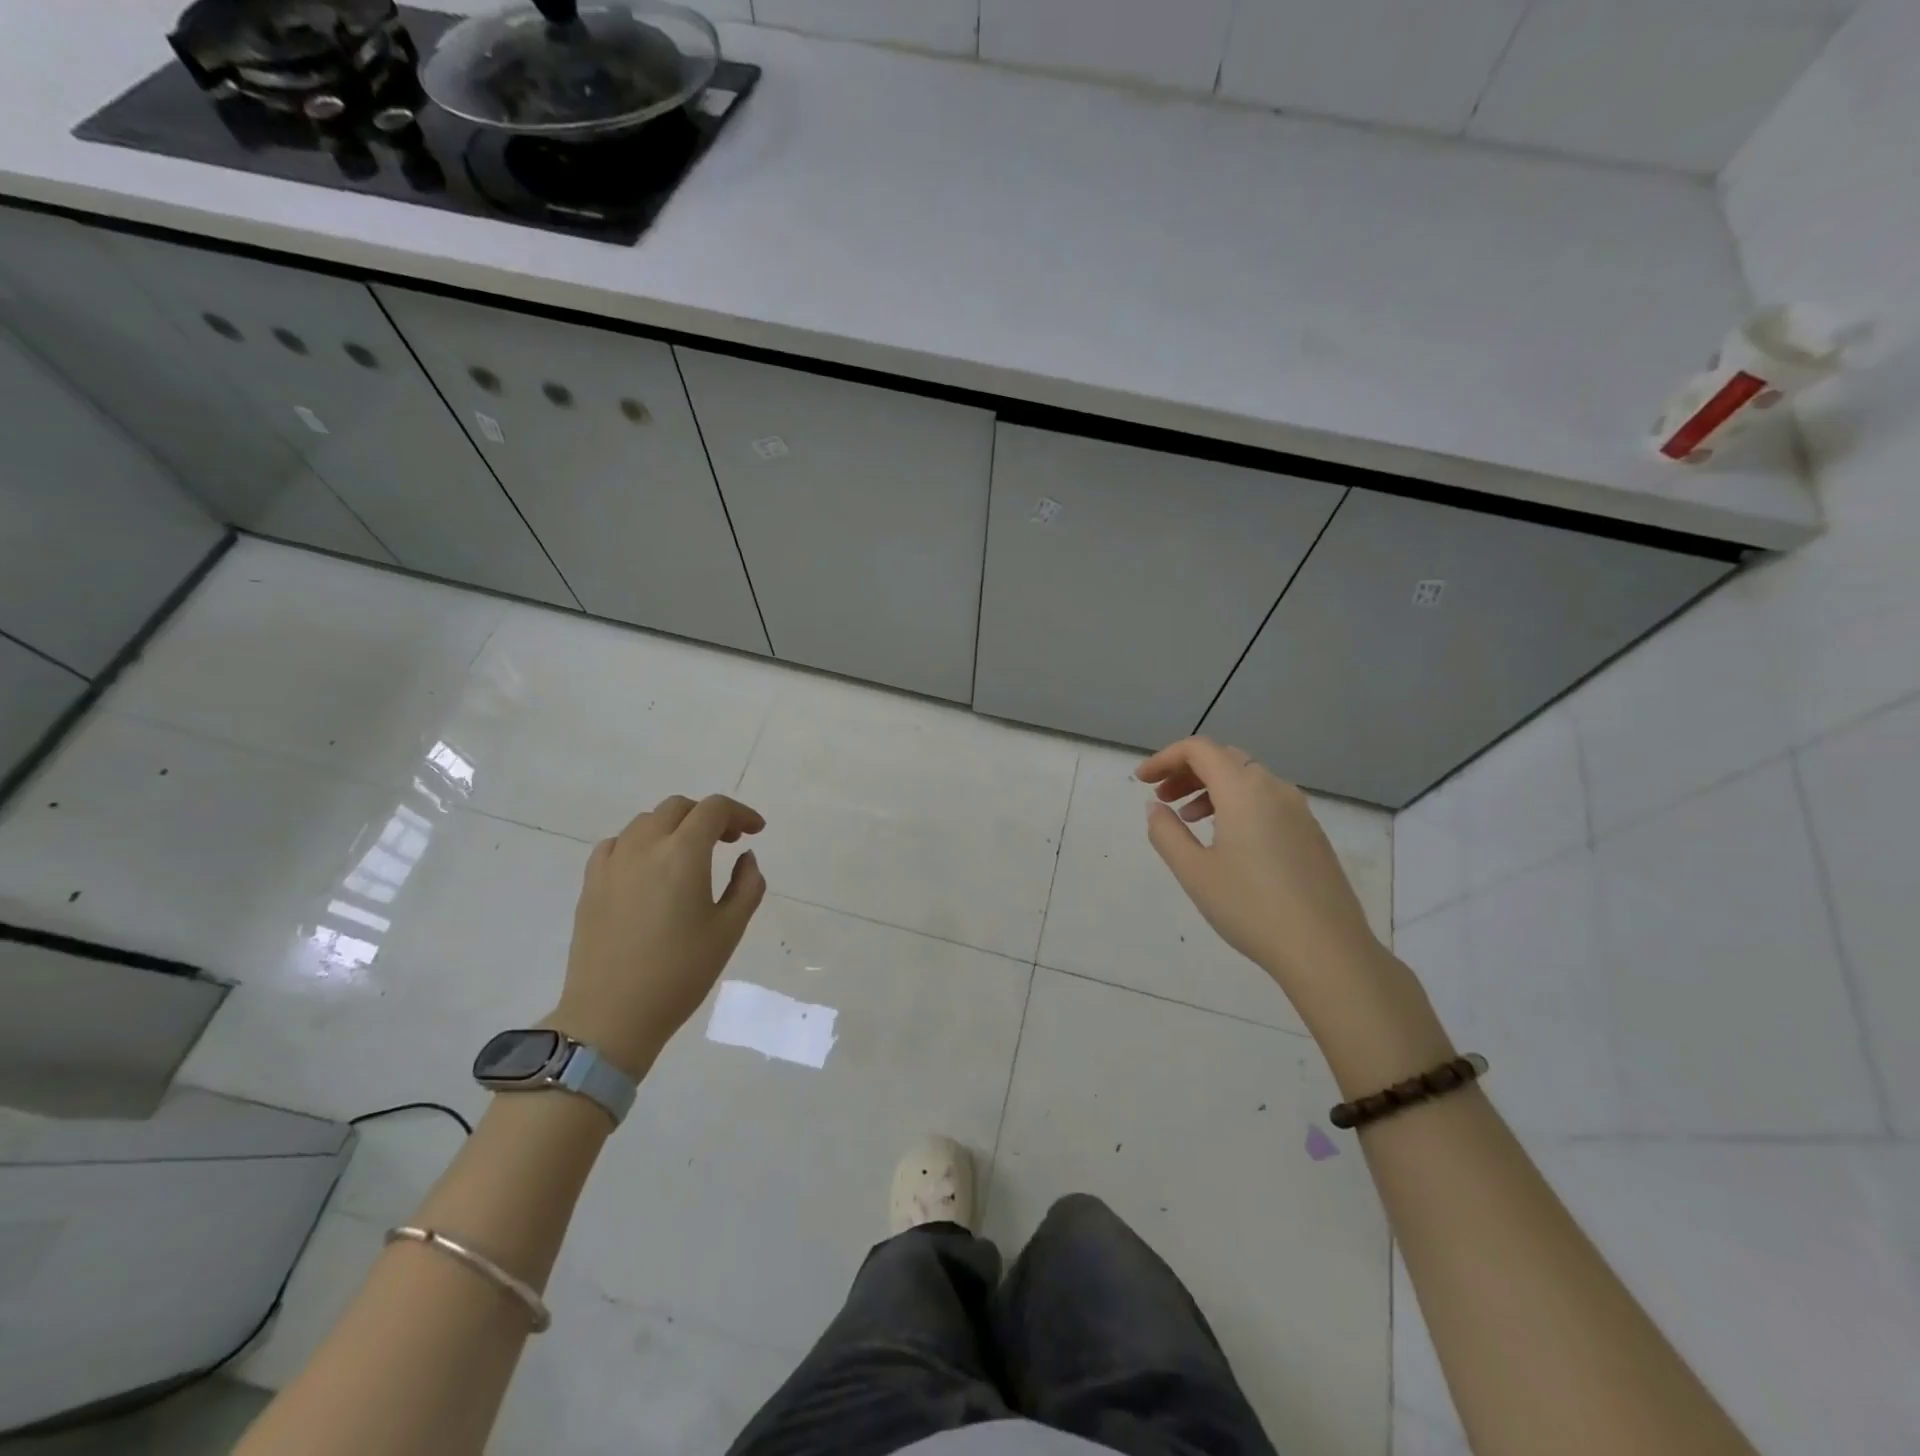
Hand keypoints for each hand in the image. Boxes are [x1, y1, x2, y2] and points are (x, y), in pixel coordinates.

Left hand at [546, 794, 766, 1077]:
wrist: (611, 1015)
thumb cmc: (680, 973)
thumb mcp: (729, 930)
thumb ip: (747, 885)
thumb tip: (745, 858)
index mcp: (683, 854)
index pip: (714, 809)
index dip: (740, 813)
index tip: (756, 832)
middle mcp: (645, 846)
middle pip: (678, 808)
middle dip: (708, 816)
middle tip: (728, 841)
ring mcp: (612, 863)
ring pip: (646, 822)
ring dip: (674, 827)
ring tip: (690, 855)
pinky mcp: (591, 883)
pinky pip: (617, 844)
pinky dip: (640, 843)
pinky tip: (648, 868)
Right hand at [1137, 738, 1382, 1001]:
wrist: (1326, 950)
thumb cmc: (1251, 908)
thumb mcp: (1194, 872)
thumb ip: (1166, 833)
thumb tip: (1155, 808)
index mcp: (1244, 790)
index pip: (1199, 749)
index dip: (1164, 758)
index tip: (1142, 780)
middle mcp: (1274, 788)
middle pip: (1224, 758)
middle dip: (1187, 771)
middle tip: (1161, 798)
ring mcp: (1298, 810)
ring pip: (1247, 779)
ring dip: (1211, 788)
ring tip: (1188, 819)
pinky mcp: (1311, 832)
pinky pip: (1266, 799)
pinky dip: (1237, 804)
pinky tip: (1226, 839)